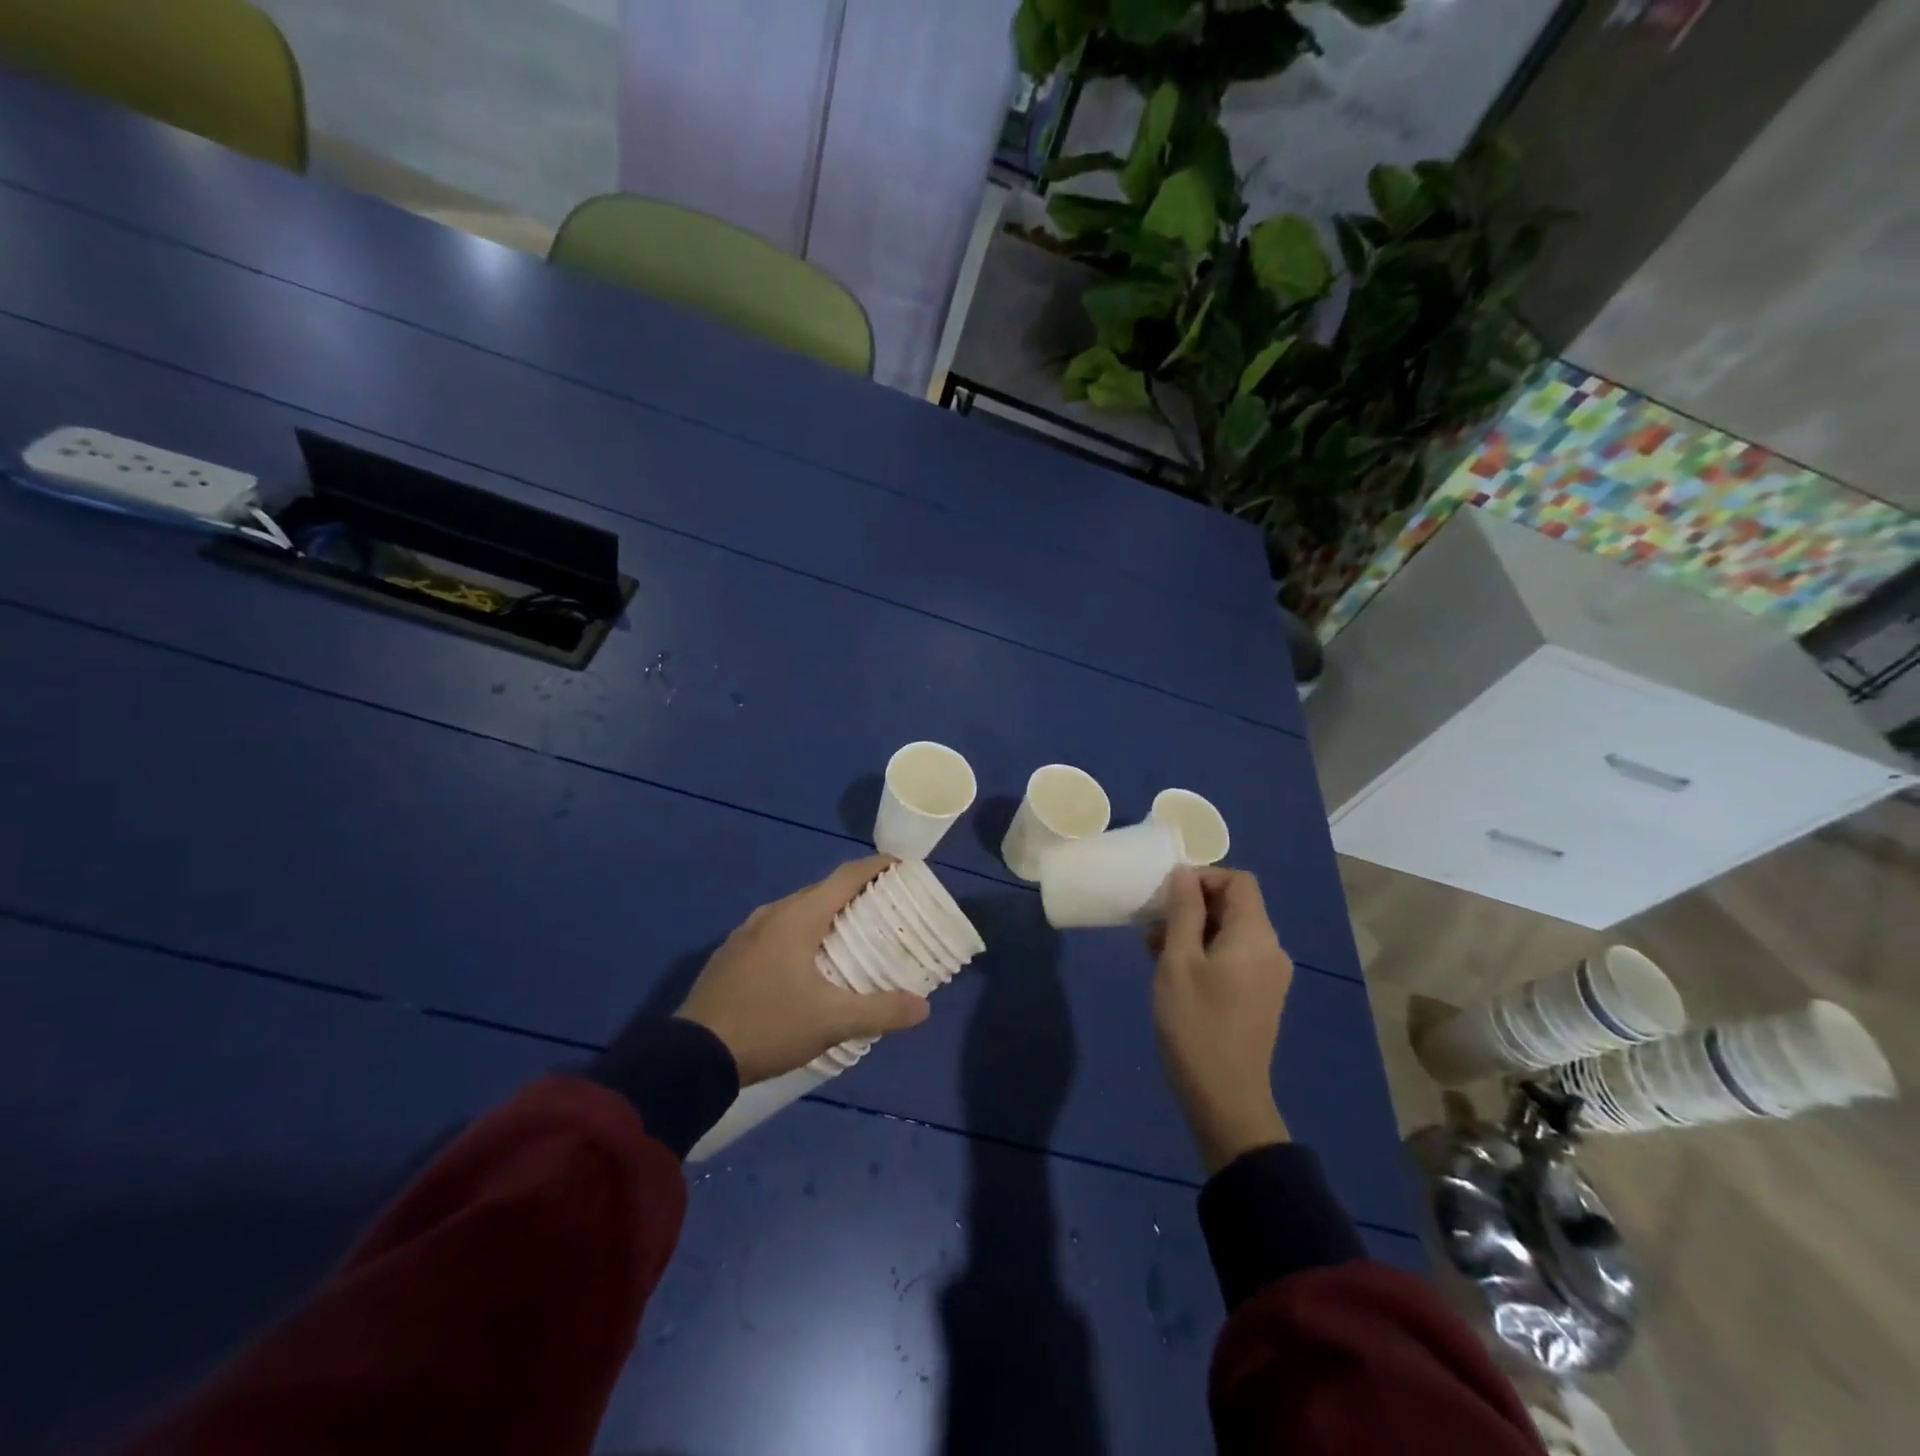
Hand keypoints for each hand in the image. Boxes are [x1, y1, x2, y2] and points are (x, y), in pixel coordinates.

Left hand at [676, 856, 930, 1085]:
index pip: (845, 877)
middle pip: (822, 891)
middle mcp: (772, 914)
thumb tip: (924, 1007)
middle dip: (855, 893)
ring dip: (827, 914)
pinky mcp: (732, 955)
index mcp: (798, 917)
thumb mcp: (832, 1021)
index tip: (902, 865)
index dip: (876, 866)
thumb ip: (881, 1011)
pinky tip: (809, 962)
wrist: (692, 1057)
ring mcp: (747, 933)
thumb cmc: (769, 1025)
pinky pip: (777, 930)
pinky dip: (803, 933)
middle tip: (886, 906)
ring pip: (797, 911)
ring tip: (853, 933)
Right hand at [1148, 867, 1292, 1172]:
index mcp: (1255, 936)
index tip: (1168, 896)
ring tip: (1154, 949)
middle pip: (1235, 905)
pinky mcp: (1259, 996)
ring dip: (1194, 930)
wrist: (1225, 1098)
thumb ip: (1182, 911)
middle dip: (1192, 905)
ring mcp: (1268, 976)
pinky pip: (1234, 956)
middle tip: (1153, 923)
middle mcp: (1270, 950)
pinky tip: (1174, 971)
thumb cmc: (1196, 1024)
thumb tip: (1185, 873)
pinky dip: (1205, 952)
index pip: (1238, 881)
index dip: (1203, 877)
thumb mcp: (1178, 961)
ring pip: (1231, 932)